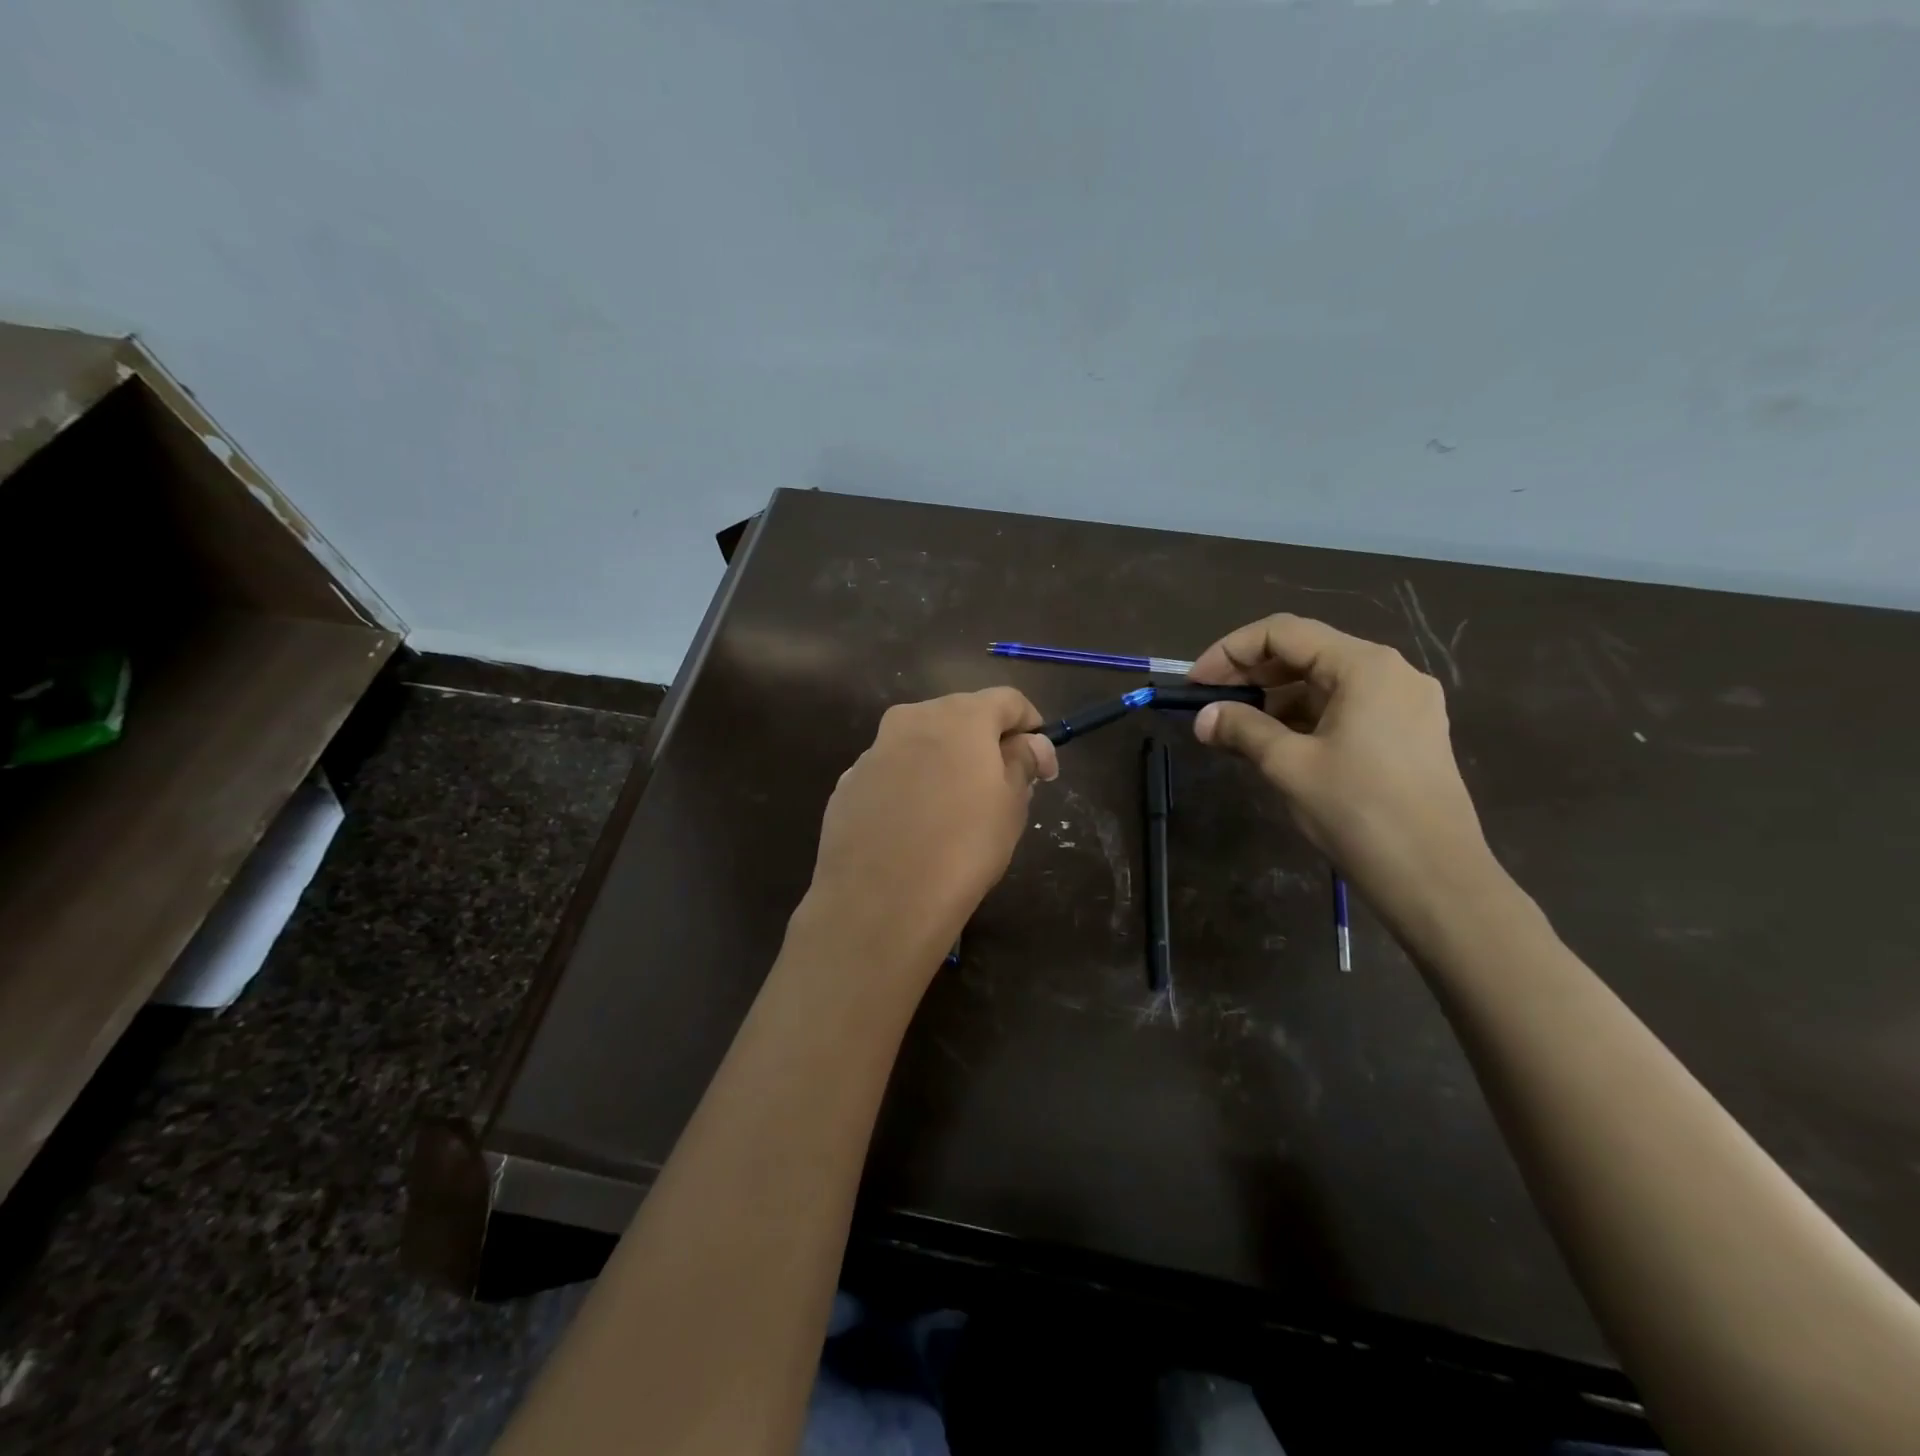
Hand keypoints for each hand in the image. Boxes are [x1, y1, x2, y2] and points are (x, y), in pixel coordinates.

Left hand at [798, 688, 1057, 978]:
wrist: (879, 900)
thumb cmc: (963, 847)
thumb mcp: (1011, 805)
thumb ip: (1023, 762)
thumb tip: (1031, 744)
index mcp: (960, 716)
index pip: (1008, 700)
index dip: (1032, 727)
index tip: (1041, 765)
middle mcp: (912, 719)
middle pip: (960, 715)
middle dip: (985, 743)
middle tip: (1003, 787)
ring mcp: (873, 751)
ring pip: (921, 743)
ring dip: (944, 762)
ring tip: (956, 810)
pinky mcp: (848, 783)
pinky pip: (891, 772)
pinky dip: (909, 786)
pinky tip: (914, 827)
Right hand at [1188, 614, 1495, 931]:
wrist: (1435, 878)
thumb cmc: (1359, 811)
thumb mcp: (1289, 765)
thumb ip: (1242, 730)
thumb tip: (1203, 718)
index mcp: (1365, 666)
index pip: (1283, 633)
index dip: (1230, 651)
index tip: (1196, 683)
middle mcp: (1390, 672)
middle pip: (1306, 653)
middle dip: (1251, 675)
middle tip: (1209, 704)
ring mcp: (1404, 704)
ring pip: (1324, 684)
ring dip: (1274, 700)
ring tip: (1233, 729)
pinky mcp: (1408, 734)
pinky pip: (1344, 710)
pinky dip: (1303, 719)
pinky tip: (1273, 744)